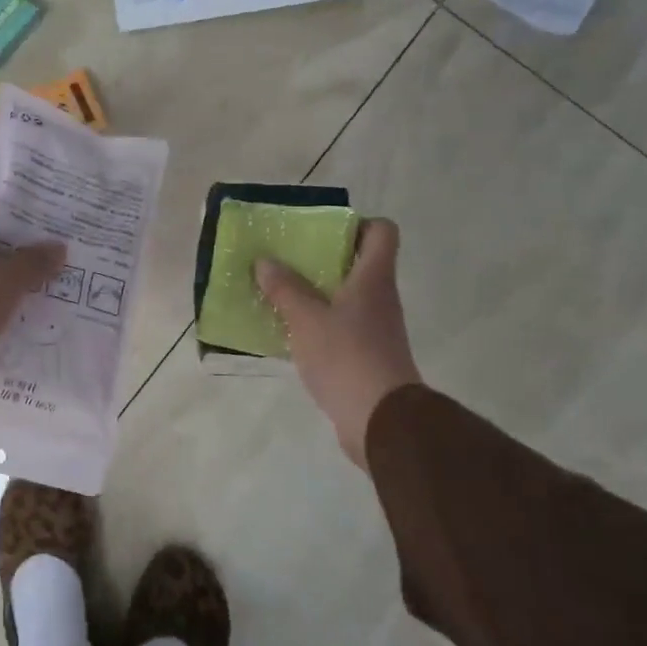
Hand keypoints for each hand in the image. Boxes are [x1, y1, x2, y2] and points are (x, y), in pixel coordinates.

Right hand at [255, 219, 421, 464]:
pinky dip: (317, 323)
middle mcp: (380, 298)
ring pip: (345, 296)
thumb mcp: (306, 318)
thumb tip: (265, 261)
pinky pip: (340, 327)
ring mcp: (375, 329)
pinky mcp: (366, 356)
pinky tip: (289, 331)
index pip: (381, 231)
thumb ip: (285, 288)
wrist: (380, 421)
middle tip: (287, 259)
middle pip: (358, 263)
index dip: (356, 224)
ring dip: (315, 292)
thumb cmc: (346, 356)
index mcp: (373, 278)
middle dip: (321, 258)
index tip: (322, 231)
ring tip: (279, 293)